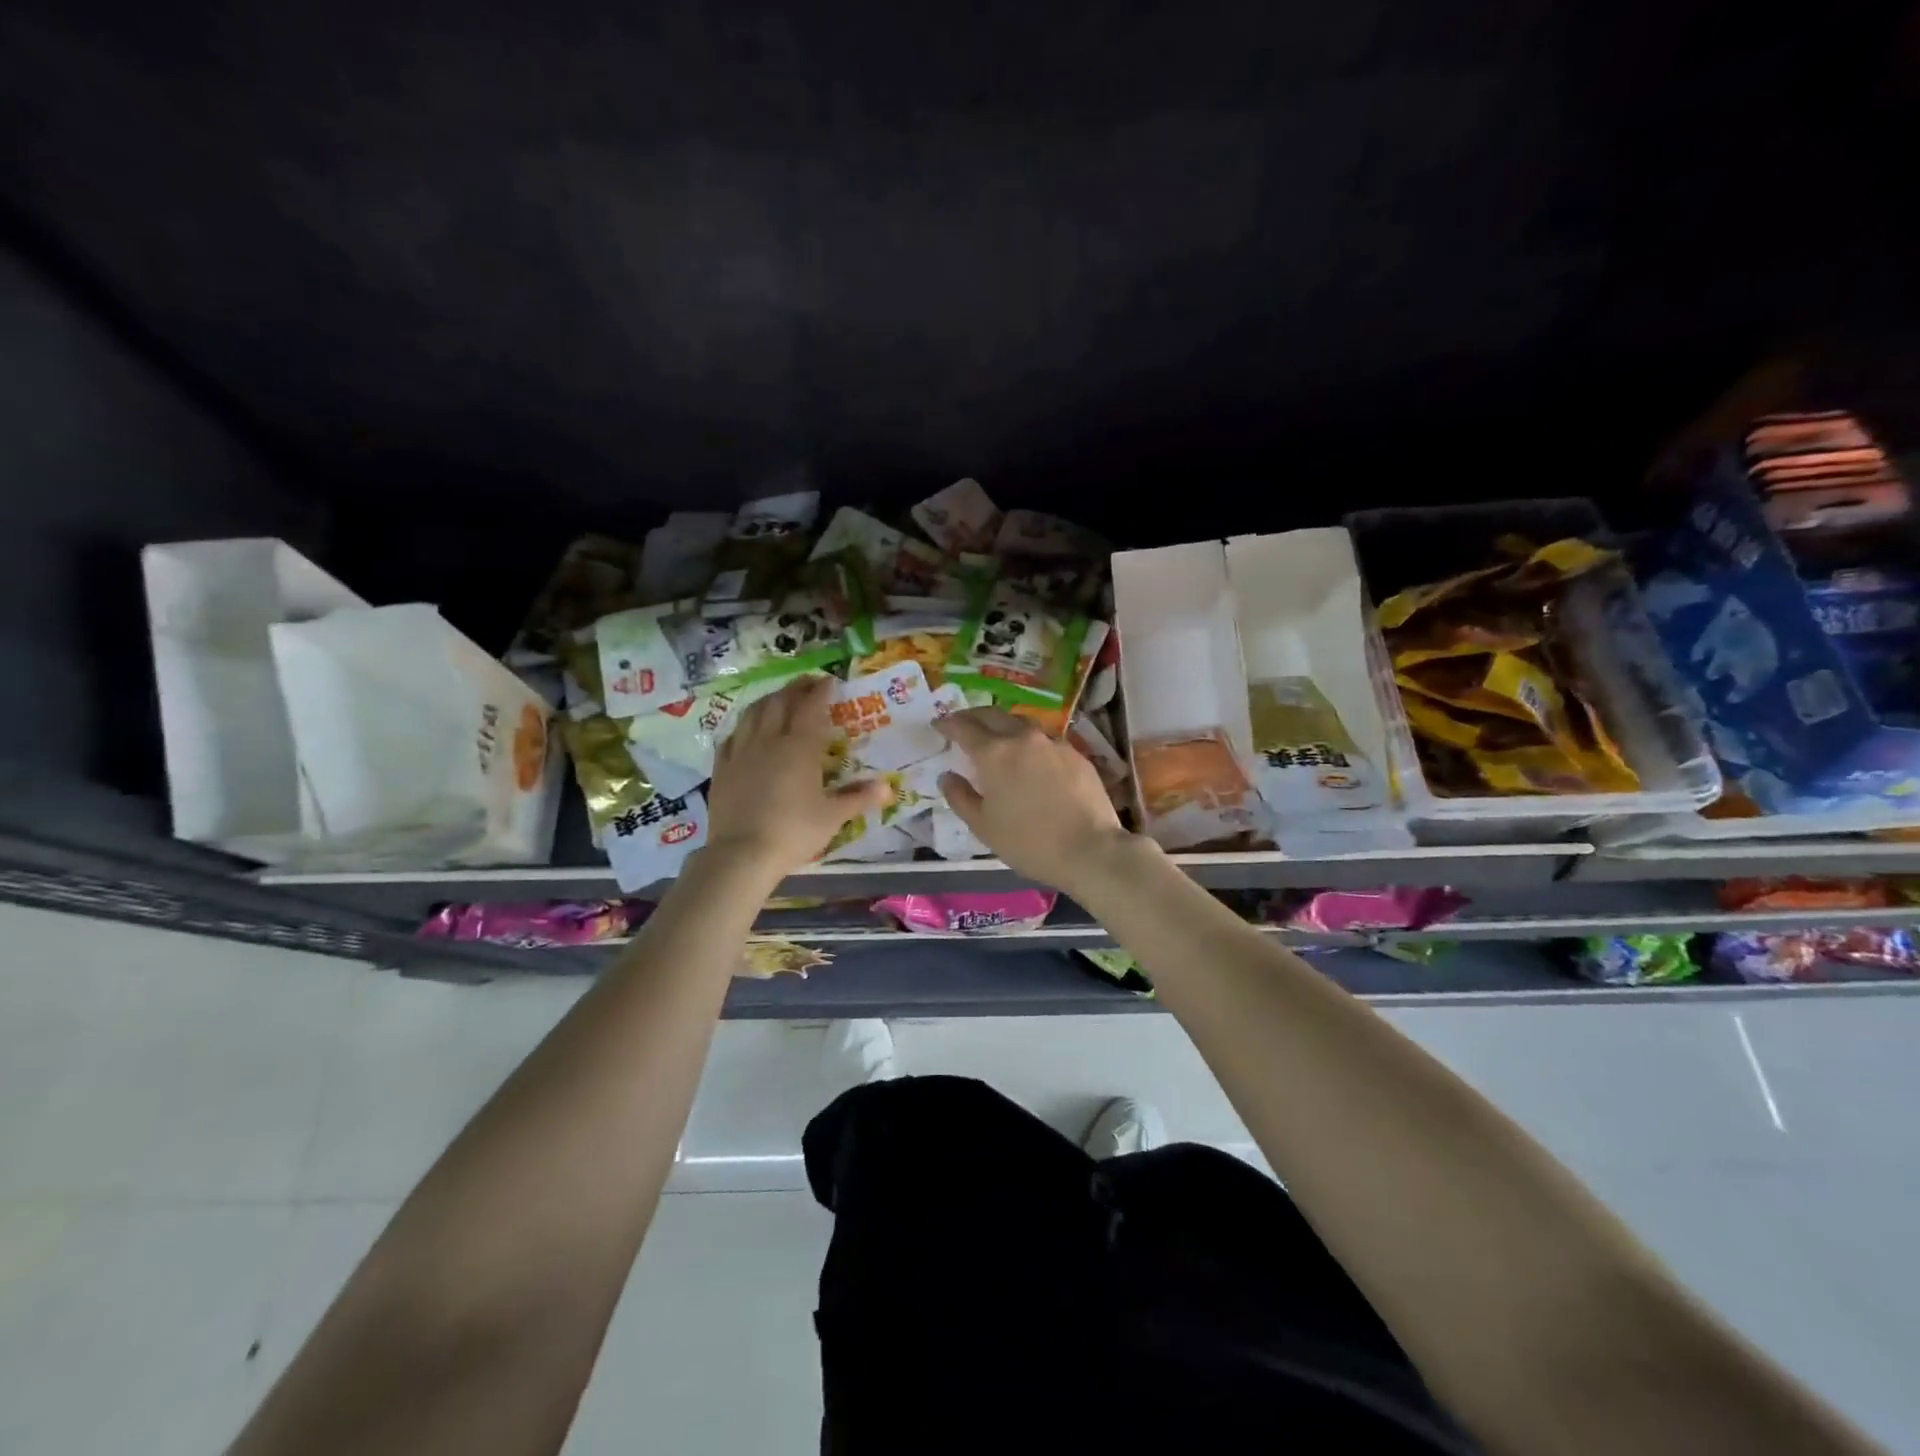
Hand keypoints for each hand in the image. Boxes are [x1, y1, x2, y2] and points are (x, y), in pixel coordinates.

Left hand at [704, 676, 887, 877]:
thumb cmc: (794, 832)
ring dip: (768, 701)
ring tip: (778, 699)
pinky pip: (731, 737)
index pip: (811, 707)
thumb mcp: (833, 817)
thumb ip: (859, 798)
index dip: (821, 691)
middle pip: (780, 703)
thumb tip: (888, 787)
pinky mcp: (722, 768)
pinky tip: (746, 731)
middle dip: (795, 688)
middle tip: (807, 684)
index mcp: (799, 747)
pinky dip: (743, 727)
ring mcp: (741, 752)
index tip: (830, 681)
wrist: (742, 854)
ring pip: (753, 713)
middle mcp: (769, 740)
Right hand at [933, 708, 1134, 893]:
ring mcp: (1052, 743)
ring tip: (997, 736)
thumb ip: (960, 797)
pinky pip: (1045, 739)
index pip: (963, 727)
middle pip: (992, 715)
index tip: (938, 724)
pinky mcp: (1075, 753)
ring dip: (1003, 724)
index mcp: (994, 753)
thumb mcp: (983, 826)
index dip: (947, 724)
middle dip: (973, 716)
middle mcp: (1022, 738)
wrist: (1090, 849)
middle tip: (962, 723)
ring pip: (1021, 722)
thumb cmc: (1028, 842)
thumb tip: (947, 776)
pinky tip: (1031, 757)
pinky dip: (1030, 741)